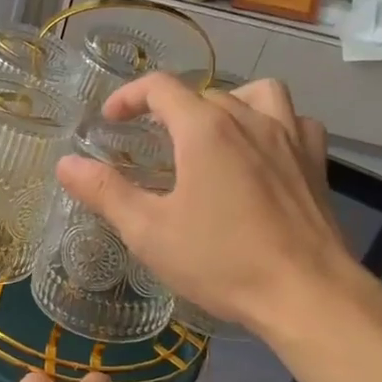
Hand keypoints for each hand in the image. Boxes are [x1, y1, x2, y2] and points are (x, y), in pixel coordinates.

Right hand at [55, 73, 377, 335]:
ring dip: (228, 103)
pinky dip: (273, 124)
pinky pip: (295, 121)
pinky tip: (263, 152)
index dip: (129, 96)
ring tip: (212, 133)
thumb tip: (66, 163)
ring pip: (256, 94)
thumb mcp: (149, 231)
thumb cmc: (221, 261)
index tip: (111, 120)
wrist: (306, 294)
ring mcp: (289, 137)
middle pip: (203, 93)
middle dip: (170, 110)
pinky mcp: (316, 162)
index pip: (161, 87)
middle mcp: (248, 119)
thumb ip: (105, 192)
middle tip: (151, 144)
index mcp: (204, 130)